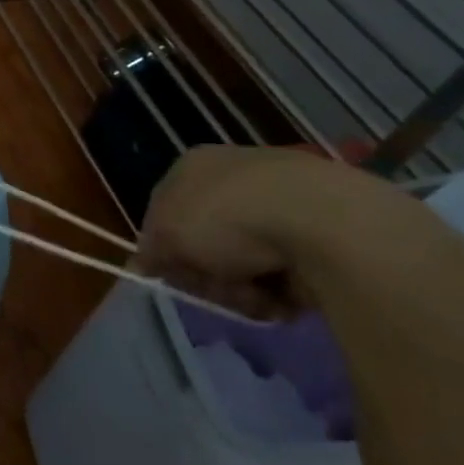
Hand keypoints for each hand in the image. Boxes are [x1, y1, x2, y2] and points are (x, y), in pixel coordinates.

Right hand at [137, 145, 463, 318]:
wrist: (320, 220)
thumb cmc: (226, 217)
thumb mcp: (166, 234)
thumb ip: (150, 250)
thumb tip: (144, 263)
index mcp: (192, 167)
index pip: (164, 212)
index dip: (164, 248)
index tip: (170, 274)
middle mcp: (233, 179)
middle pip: (204, 242)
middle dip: (206, 273)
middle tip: (215, 287)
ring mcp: (279, 203)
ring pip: (242, 263)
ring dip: (241, 289)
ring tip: (255, 296)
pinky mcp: (319, 232)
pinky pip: (284, 273)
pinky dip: (279, 291)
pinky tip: (284, 296)